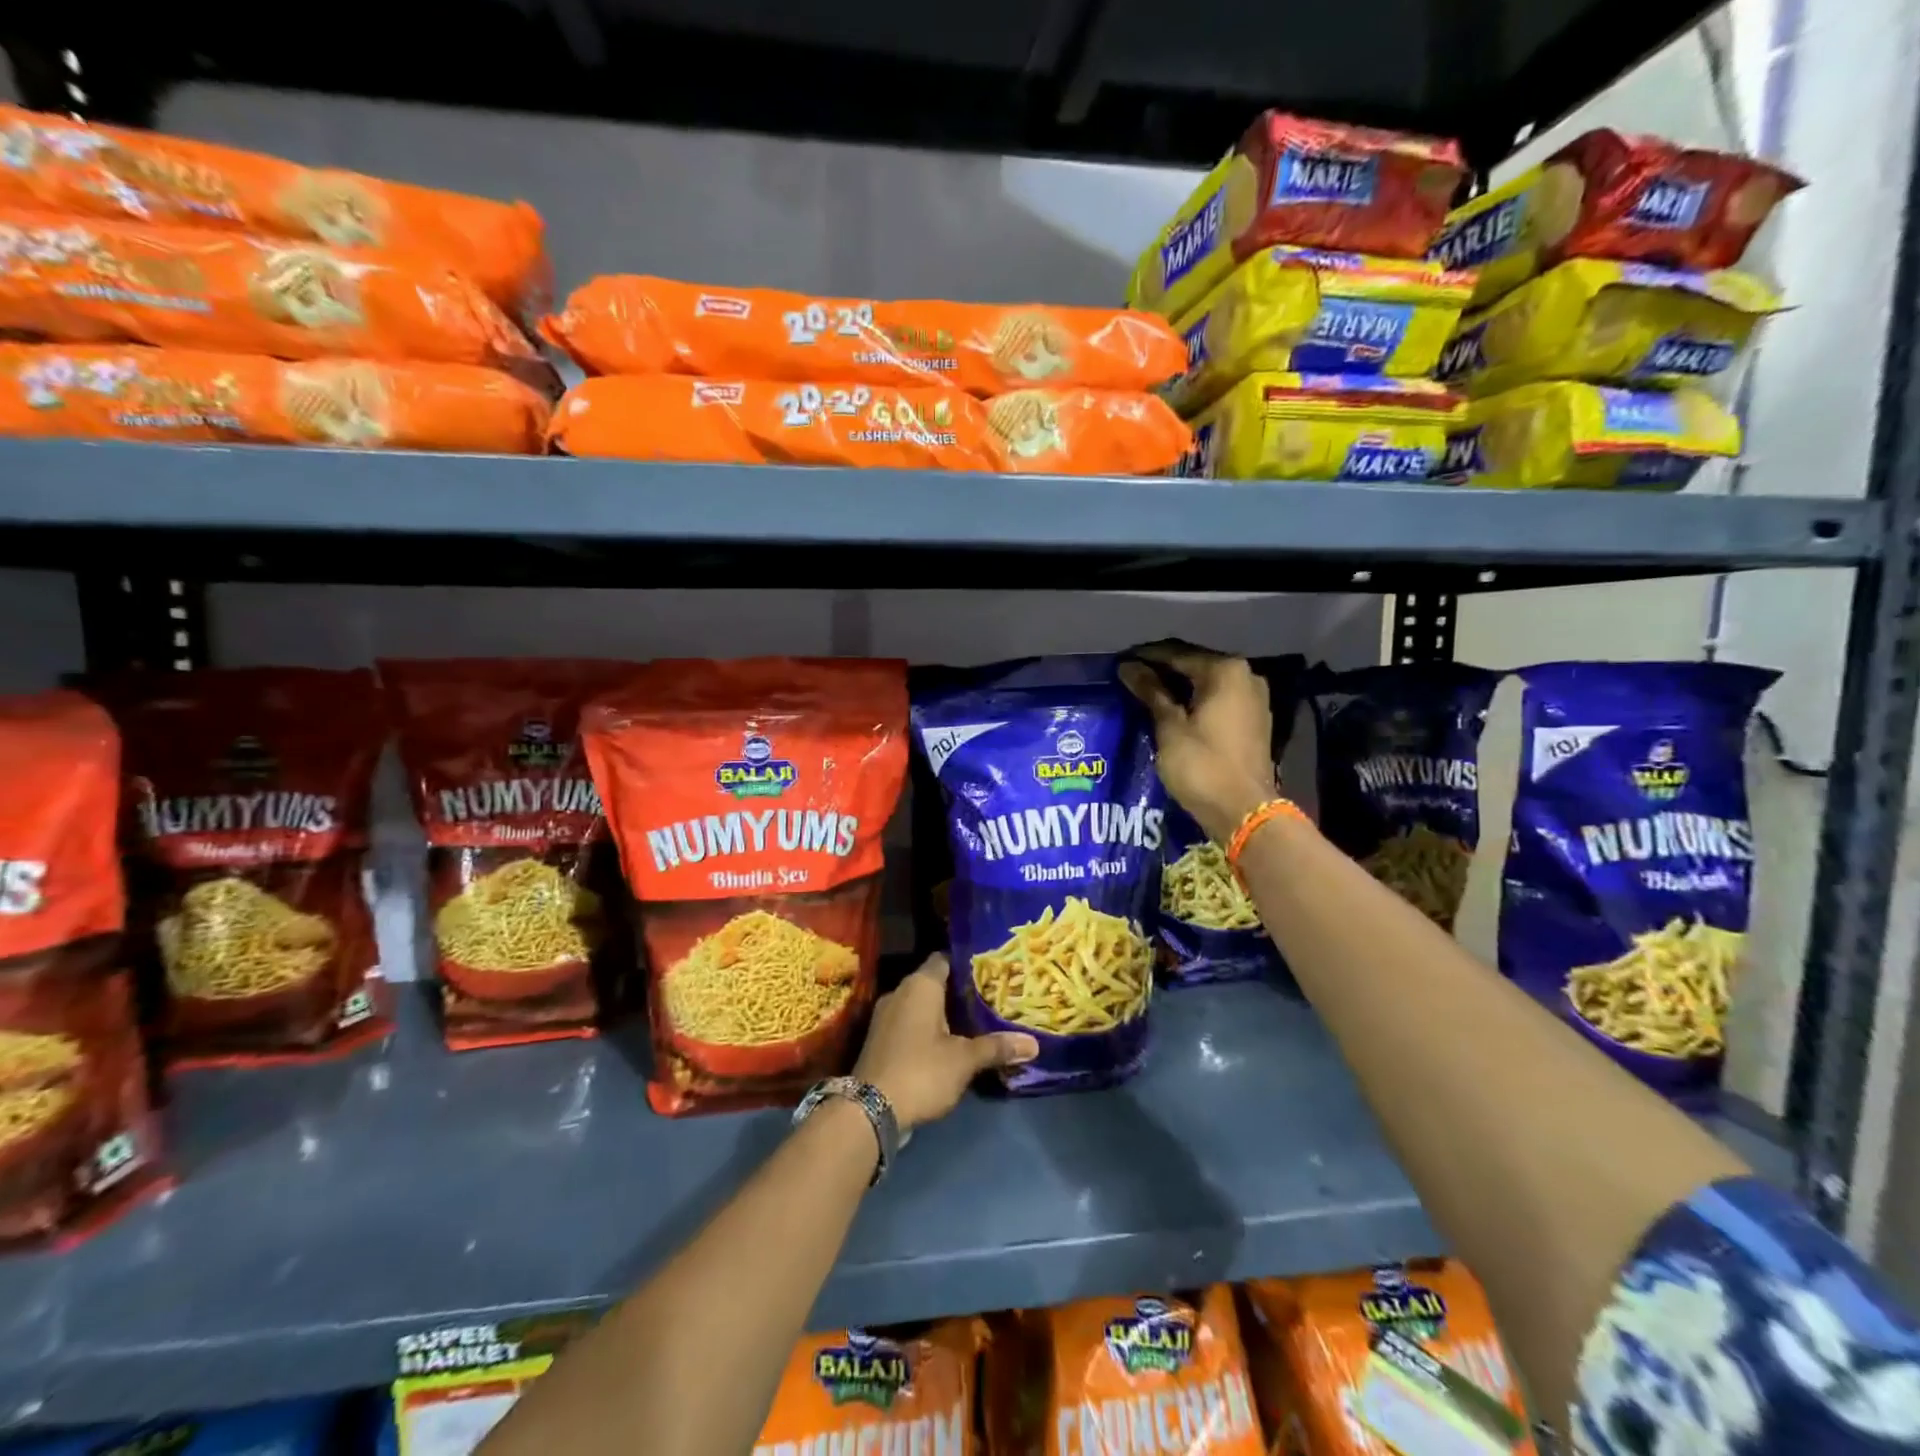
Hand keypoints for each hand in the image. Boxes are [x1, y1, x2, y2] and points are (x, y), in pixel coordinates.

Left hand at [854, 955, 1037, 1130]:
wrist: (869, 1110)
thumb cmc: (921, 1071)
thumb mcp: (964, 1060)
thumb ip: (997, 1047)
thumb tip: (1034, 1044)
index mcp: (920, 985)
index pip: (946, 959)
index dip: (969, 963)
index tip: (993, 971)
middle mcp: (900, 992)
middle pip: (935, 982)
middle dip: (961, 991)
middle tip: (993, 997)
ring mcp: (887, 1016)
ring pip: (922, 1005)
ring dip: (945, 1012)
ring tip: (977, 1020)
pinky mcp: (881, 1039)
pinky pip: (911, 1023)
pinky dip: (929, 1029)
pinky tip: (951, 1043)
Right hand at [1119, 645, 1276, 843]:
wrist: (1244, 812)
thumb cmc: (1202, 766)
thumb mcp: (1170, 728)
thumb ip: (1151, 692)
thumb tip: (1128, 667)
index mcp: (1226, 671)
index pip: (1177, 654)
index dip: (1145, 657)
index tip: (1120, 662)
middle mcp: (1246, 677)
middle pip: (1195, 665)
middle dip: (1162, 670)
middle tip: (1130, 678)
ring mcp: (1254, 699)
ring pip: (1207, 684)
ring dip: (1178, 687)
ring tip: (1146, 694)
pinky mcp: (1254, 721)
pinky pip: (1218, 700)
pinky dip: (1195, 701)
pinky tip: (1172, 710)